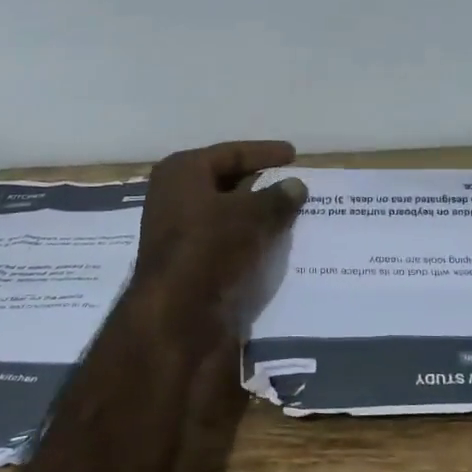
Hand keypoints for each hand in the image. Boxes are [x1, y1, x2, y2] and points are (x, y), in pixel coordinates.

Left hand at [130, 141, 308, 334]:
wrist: (175, 318)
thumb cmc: (209, 248)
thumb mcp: (251, 215)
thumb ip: (277, 197)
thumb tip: (296, 185)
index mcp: (182, 172)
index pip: (231, 153)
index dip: (264, 152)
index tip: (293, 155)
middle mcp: (174, 197)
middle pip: (226, 182)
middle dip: (261, 184)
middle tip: (294, 184)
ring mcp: (179, 233)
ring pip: (227, 214)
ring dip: (257, 215)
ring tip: (292, 214)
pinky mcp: (189, 264)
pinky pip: (226, 242)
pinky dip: (249, 240)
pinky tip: (275, 244)